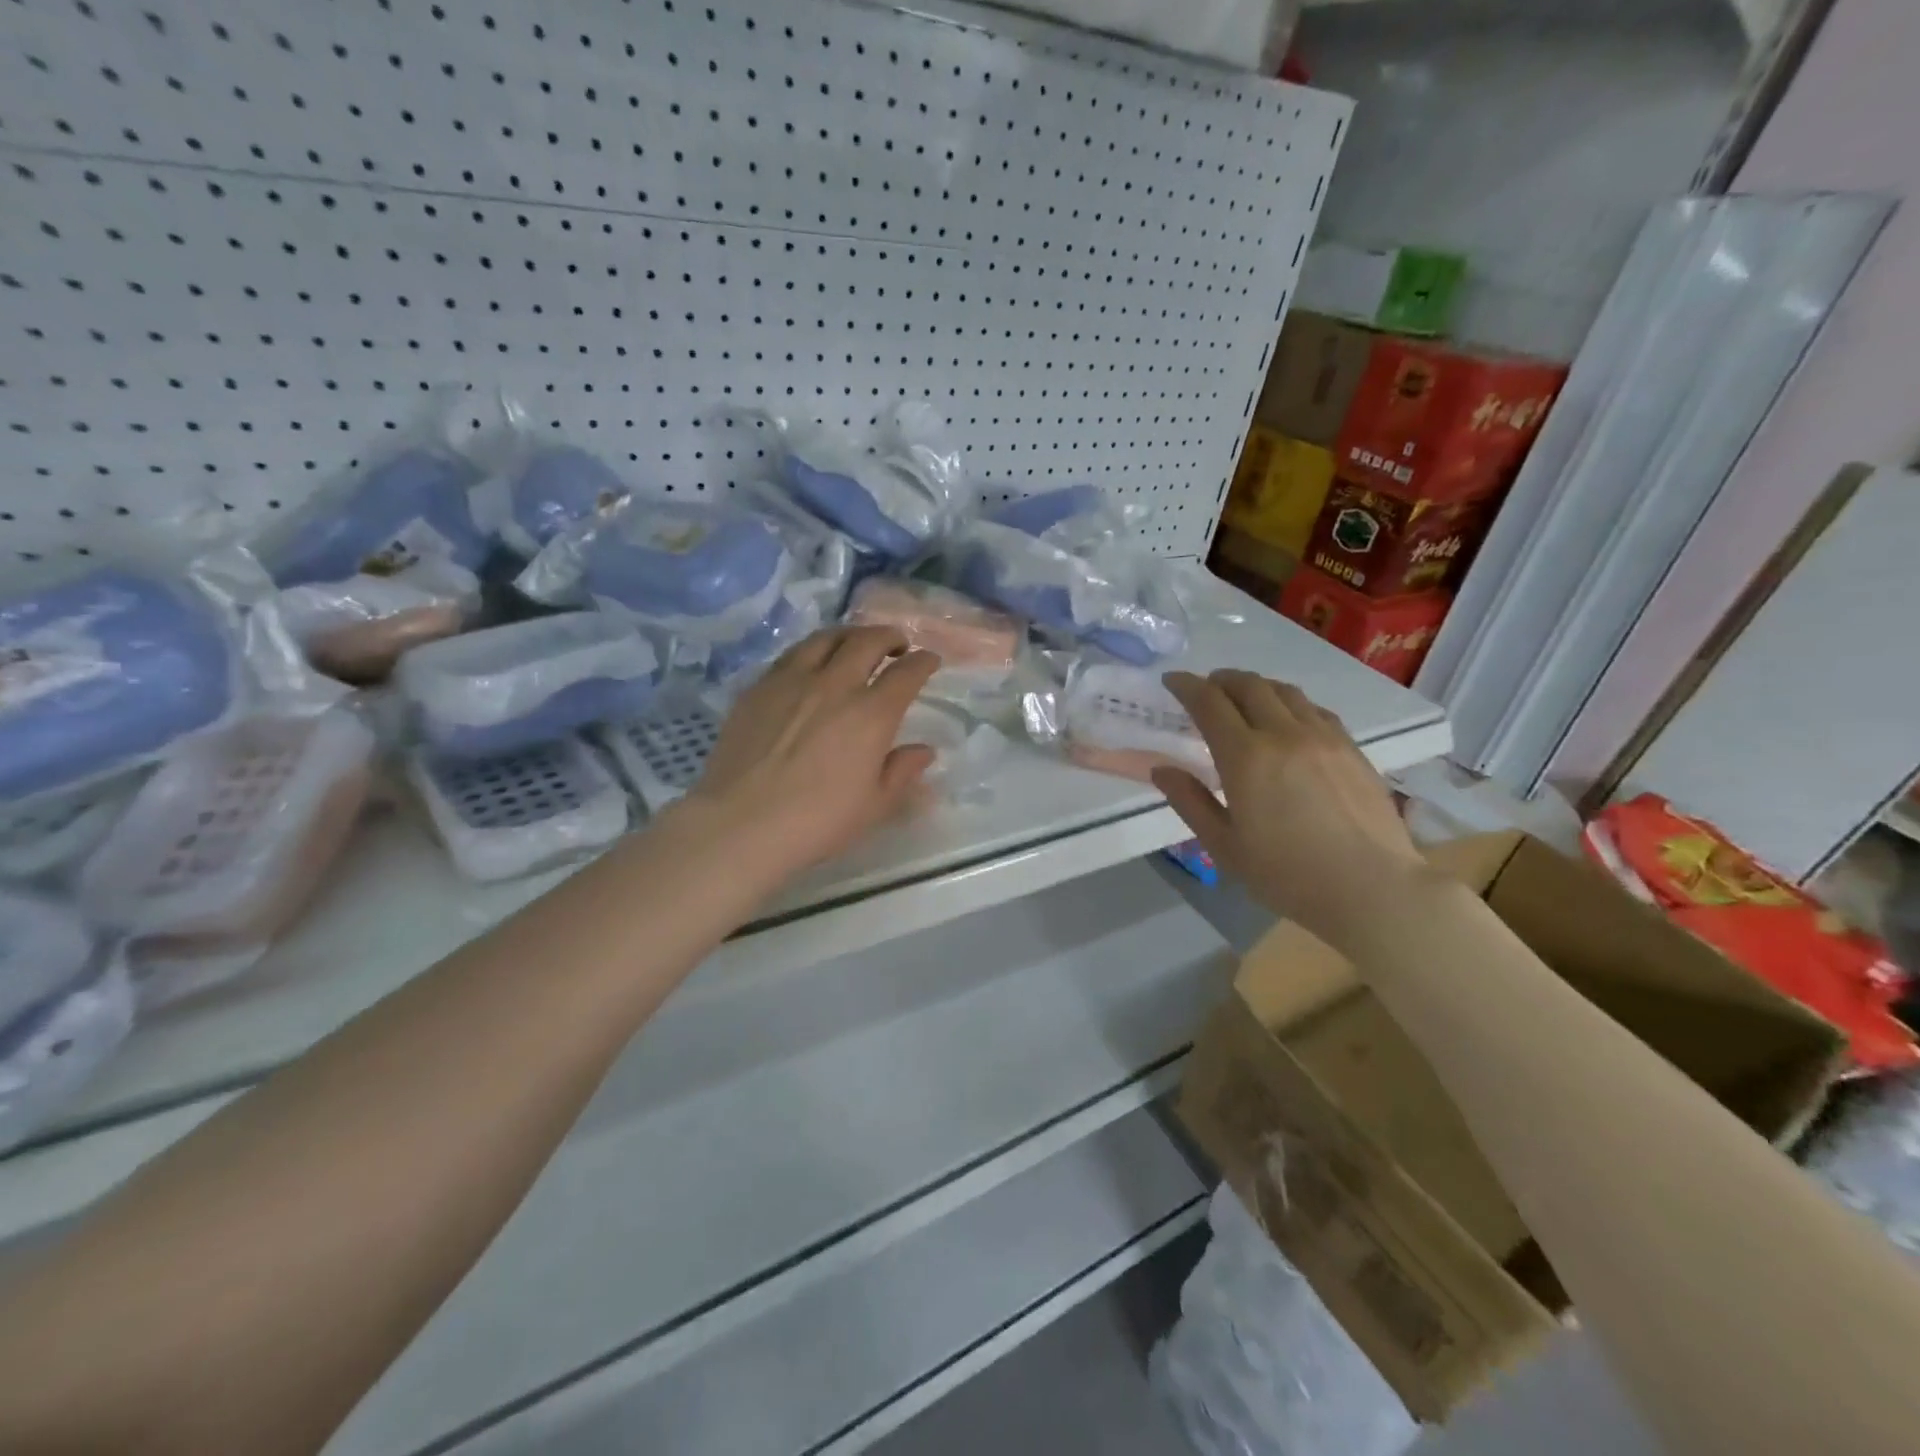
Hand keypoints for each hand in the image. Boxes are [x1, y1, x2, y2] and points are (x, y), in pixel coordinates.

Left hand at [678, 626, 941, 885]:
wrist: (742, 823)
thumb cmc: (818, 821)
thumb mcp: (874, 805)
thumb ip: (902, 772)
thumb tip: (923, 751)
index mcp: (871, 714)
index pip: (906, 673)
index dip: (923, 661)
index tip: (929, 660)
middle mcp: (835, 685)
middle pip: (867, 641)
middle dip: (889, 636)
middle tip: (897, 644)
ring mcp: (792, 681)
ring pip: (826, 638)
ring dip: (849, 634)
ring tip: (855, 643)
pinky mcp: (758, 688)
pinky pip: (791, 655)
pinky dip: (813, 650)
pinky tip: (811, 664)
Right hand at [1155, 670, 1428, 950]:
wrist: (1374, 889)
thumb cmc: (1288, 875)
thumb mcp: (1224, 847)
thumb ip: (1190, 802)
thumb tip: (1162, 770)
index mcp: (1246, 757)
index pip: (1209, 703)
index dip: (1186, 686)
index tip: (1171, 681)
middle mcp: (1284, 734)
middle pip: (1248, 686)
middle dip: (1220, 680)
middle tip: (1205, 688)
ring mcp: (1323, 737)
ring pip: (1284, 691)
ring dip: (1256, 686)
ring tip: (1244, 698)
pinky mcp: (1351, 748)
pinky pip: (1314, 709)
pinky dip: (1290, 703)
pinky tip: (1288, 720)